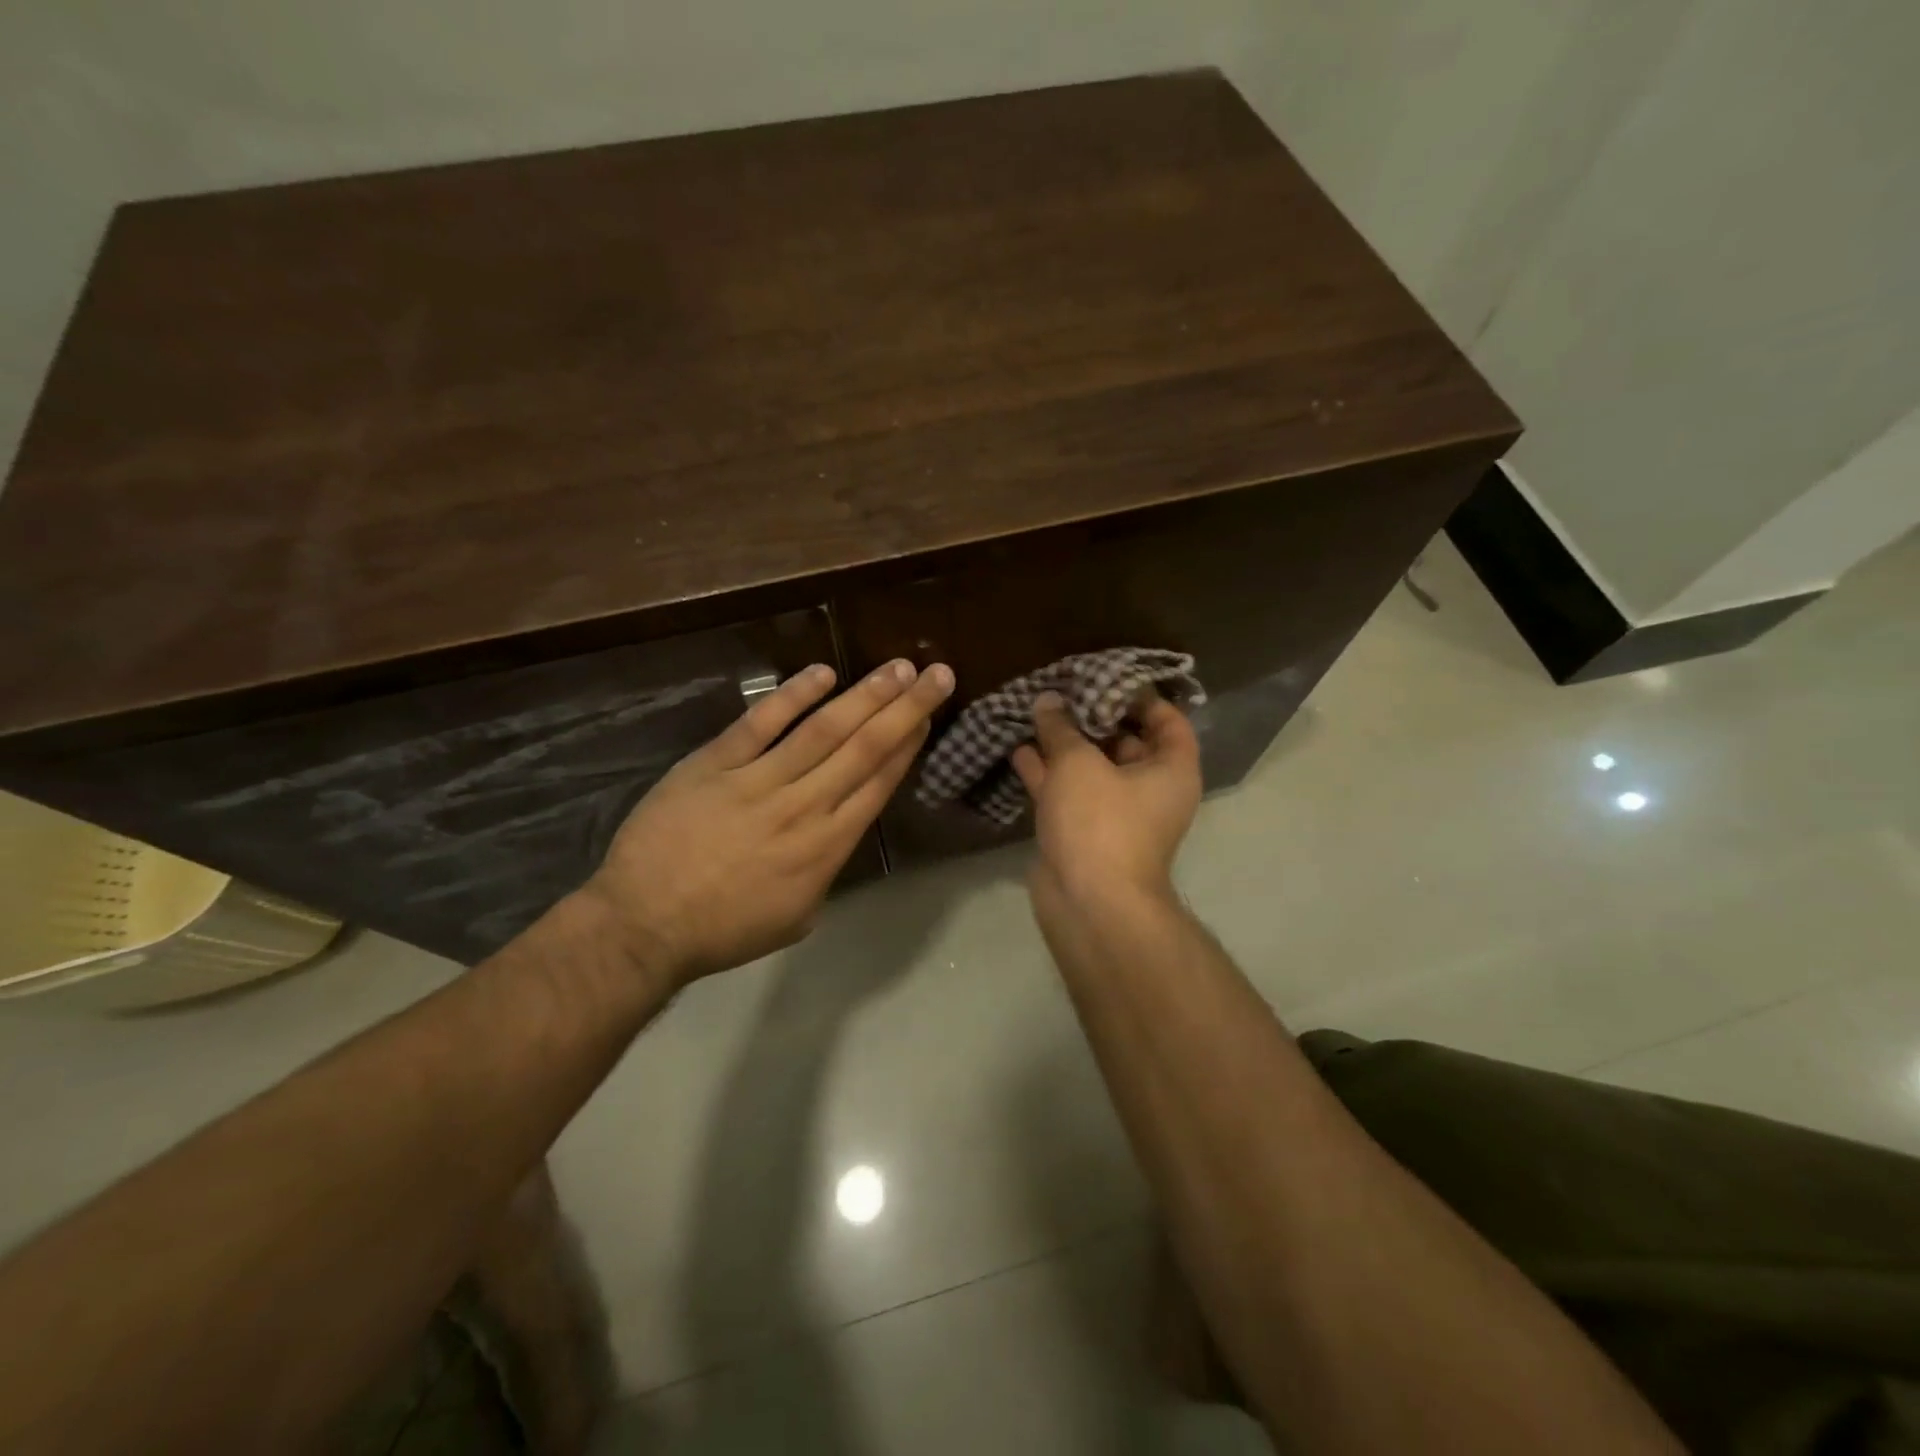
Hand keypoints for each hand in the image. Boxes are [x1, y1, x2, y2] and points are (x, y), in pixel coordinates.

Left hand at [581, 658, 953, 985]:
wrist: (644, 924)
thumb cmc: (725, 929)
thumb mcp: (797, 915)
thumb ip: (825, 869)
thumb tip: (839, 832)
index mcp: (827, 847)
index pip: (879, 783)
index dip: (908, 745)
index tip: (928, 715)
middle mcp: (804, 806)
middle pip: (865, 749)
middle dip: (905, 709)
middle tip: (936, 674)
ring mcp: (759, 781)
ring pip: (823, 730)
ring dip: (865, 696)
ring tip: (897, 667)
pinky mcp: (715, 763)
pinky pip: (760, 723)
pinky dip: (792, 696)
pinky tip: (822, 673)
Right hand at [1011, 689, 1201, 917]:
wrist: (1089, 902)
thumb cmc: (1100, 821)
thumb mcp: (1079, 763)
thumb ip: (1061, 727)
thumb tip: (1048, 700)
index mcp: (1170, 770)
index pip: (1168, 721)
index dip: (1141, 697)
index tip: (1107, 678)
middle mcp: (1150, 790)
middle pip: (1125, 742)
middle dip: (1093, 717)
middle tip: (1063, 689)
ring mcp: (1115, 813)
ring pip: (1091, 768)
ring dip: (1065, 745)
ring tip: (1036, 712)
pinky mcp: (1084, 832)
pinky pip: (1068, 792)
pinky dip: (1047, 773)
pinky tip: (1019, 748)